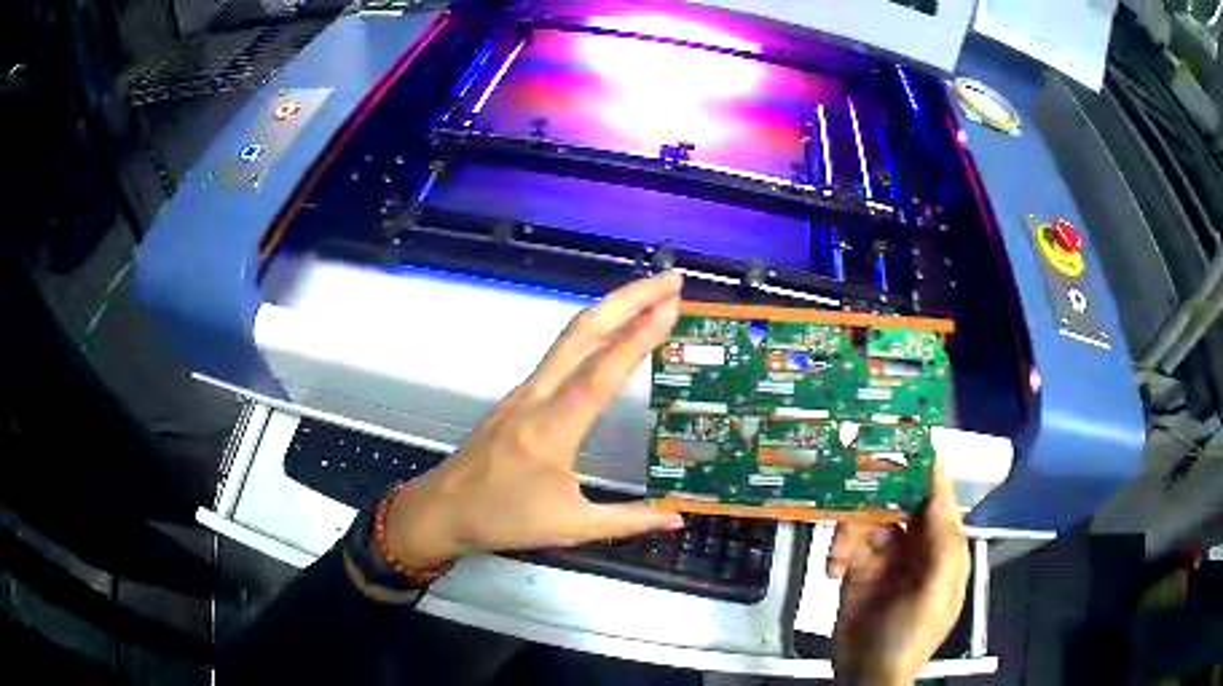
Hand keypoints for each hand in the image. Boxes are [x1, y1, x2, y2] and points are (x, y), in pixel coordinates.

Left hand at [382, 273, 685, 567]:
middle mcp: (537, 395)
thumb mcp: (572, 527)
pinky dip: (593, 328)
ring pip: (571, 335)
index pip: (602, 372)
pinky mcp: (519, 394)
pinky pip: (561, 350)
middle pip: (583, 331)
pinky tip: (611, 330)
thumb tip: (677, 517)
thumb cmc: (504, 519)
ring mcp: (525, 390)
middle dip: (629, 298)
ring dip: (612, 307)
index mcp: (552, 428)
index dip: (639, 337)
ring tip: (651, 294)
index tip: (671, 306)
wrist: (442, 509)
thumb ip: (629, 520)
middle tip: (672, 280)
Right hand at [826, 461, 969, 684]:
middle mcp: (916, 544)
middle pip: (897, 500)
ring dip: (849, 531)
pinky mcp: (857, 570)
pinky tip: (832, 570)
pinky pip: (846, 543)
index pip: (937, 496)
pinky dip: (837, 552)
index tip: (906, 433)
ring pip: (867, 519)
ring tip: (838, 558)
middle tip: (852, 475)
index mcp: (942, 546)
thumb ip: (943, 544)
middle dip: (876, 492)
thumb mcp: (936, 593)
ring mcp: (885, 557)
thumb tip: (937, 493)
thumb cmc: (911, 635)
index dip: (926, 465)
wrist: (868, 675)